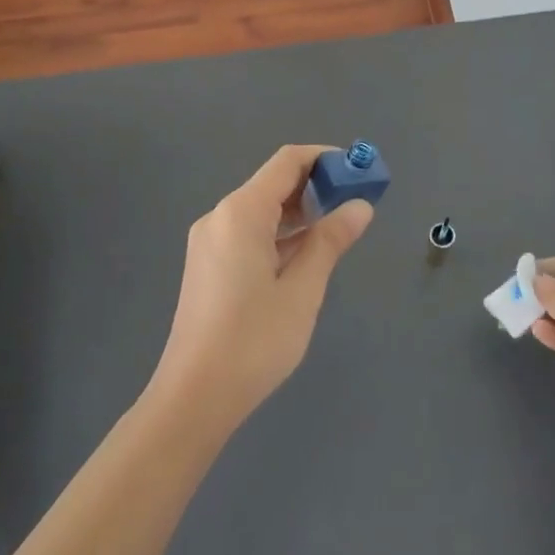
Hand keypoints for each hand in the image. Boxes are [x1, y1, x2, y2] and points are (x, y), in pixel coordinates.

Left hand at [151, 145, 374, 430]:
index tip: (360, 170)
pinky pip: (249, 234)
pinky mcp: (208, 265)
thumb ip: (330, 241)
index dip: (325, 159)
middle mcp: (220, 217)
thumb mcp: (302, 289)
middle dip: (316, 186)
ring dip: (300, 213)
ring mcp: (210, 242)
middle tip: (357, 202)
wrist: (194, 396)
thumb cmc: (254, 340)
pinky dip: (280, 234)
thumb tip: (360, 206)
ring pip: (261, 211)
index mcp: (241, 213)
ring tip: (340, 228)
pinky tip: (306, 254)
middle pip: (273, 184)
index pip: (287, 162)